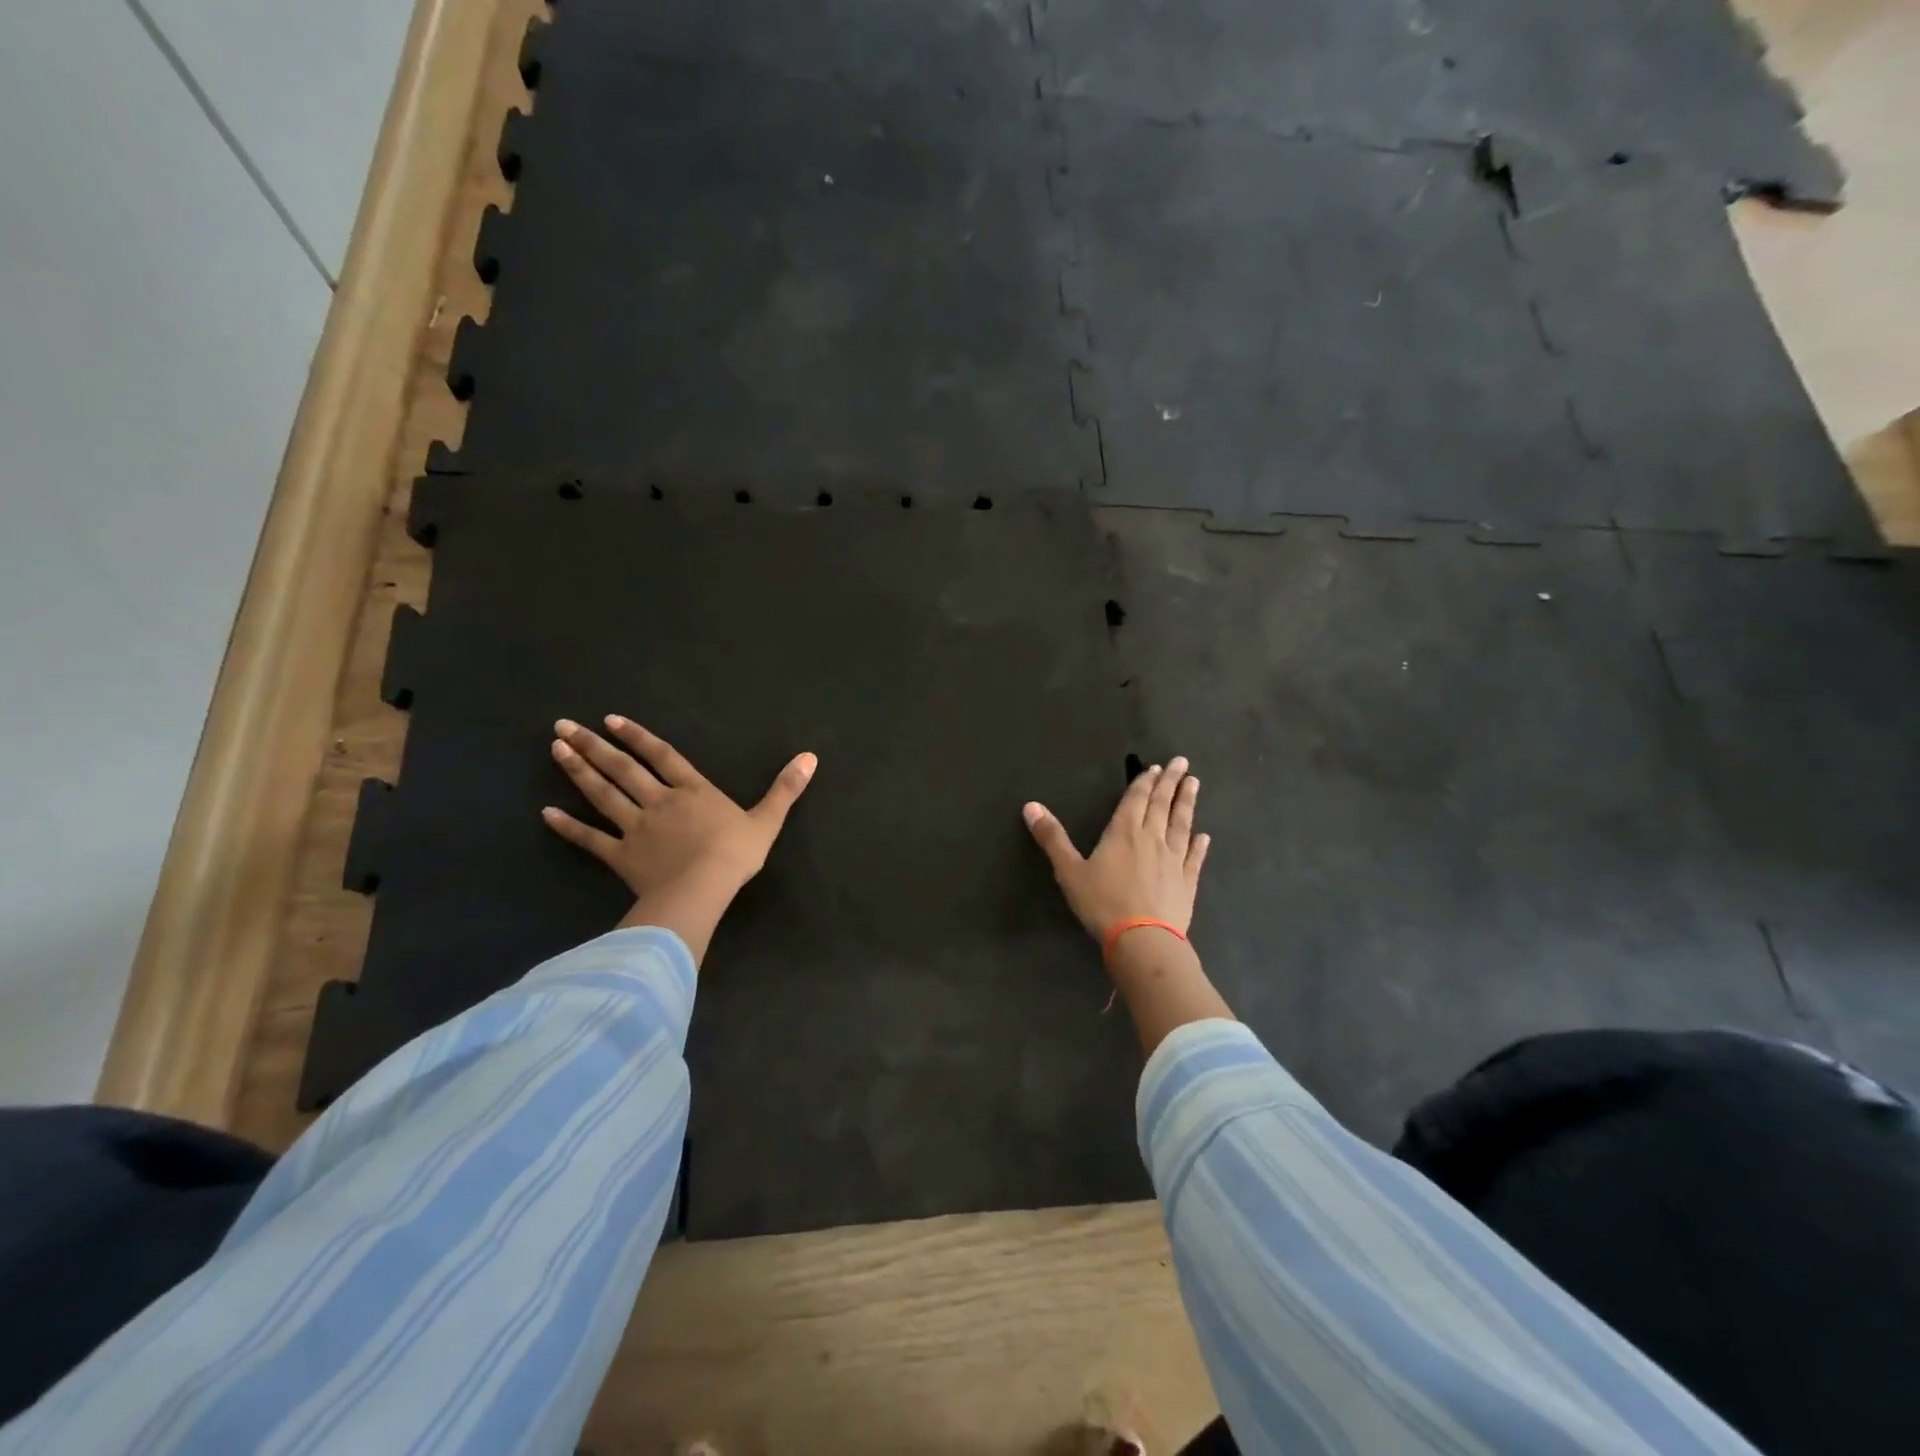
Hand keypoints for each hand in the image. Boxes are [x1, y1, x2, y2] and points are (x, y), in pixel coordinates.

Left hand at [543, 715, 815, 962]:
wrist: (704, 889)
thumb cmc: (736, 854)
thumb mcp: (768, 819)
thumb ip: (786, 788)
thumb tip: (810, 756)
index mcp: (693, 791)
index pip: (662, 756)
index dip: (638, 737)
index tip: (610, 719)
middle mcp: (659, 801)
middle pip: (623, 769)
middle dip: (594, 745)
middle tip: (563, 725)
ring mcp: (636, 828)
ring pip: (602, 794)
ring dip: (578, 771)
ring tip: (556, 749)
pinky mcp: (621, 856)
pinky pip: (591, 840)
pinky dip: (569, 827)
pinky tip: (547, 814)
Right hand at [1023, 757, 1209, 944]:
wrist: (1143, 940)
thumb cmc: (1102, 903)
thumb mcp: (1069, 871)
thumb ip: (1052, 838)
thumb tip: (1030, 806)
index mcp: (1123, 832)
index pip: (1136, 800)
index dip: (1144, 782)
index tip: (1157, 767)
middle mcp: (1152, 839)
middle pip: (1162, 805)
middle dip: (1170, 782)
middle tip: (1182, 762)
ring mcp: (1173, 860)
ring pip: (1182, 825)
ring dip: (1187, 803)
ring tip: (1195, 783)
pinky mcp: (1186, 882)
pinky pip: (1194, 858)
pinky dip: (1199, 845)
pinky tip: (1205, 836)